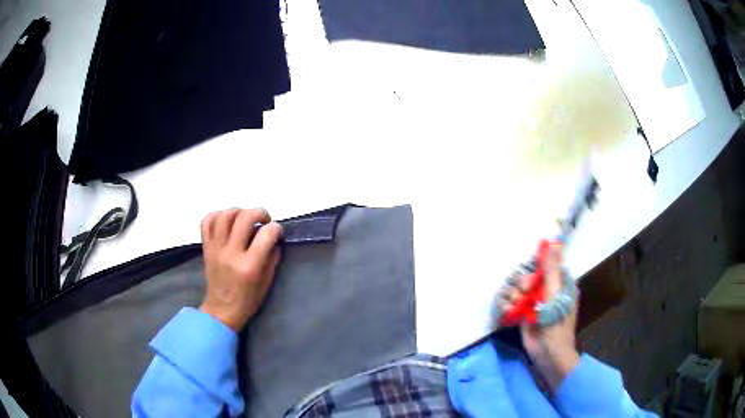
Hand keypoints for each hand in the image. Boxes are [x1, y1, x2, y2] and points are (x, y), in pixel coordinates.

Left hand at [199, 208, 282, 331]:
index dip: (276, 228)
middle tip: (264, 220)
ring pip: (224, 215)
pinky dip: (217, 215)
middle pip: (244, 218)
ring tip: (245, 218)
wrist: (221, 310)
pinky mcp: (206, 248)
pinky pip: (206, 222)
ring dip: (239, 211)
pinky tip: (227, 221)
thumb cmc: (247, 300)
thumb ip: (271, 258)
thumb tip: (274, 239)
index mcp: (249, 266)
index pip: (266, 234)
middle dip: (259, 213)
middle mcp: (231, 253)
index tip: (278, 232)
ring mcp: (216, 249)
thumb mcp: (267, 282)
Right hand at [502, 242, 579, 391]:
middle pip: (528, 277)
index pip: (546, 266)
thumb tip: (553, 243)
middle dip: (523, 285)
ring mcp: (535, 303)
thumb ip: (551, 270)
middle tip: (524, 294)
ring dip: (514, 297)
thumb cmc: (556, 323)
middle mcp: (548, 291)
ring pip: (518, 290)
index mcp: (560, 283)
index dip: (536, 269)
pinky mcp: (524, 314)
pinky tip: (509, 312)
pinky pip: (513, 303)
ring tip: (516, 307)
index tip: (532, 278)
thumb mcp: (554, 294)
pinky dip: (509, 307)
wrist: (548, 352)